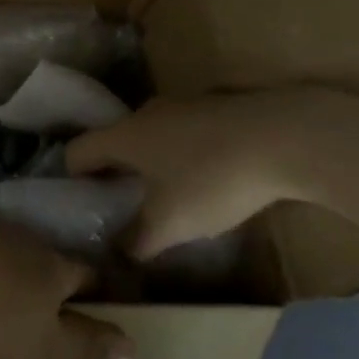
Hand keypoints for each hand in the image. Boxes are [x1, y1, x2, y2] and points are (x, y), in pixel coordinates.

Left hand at [0, 220, 137, 358]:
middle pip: (53, 262)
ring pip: (16, 256)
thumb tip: (136, 346)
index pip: (91, 275)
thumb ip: (86, 345)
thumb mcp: (39, 346)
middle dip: (60, 286)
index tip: (106, 315)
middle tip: (59, 318)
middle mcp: (24, 239)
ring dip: (21, 279)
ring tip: (15, 309)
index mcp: (53, 265)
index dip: (102, 296)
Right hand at [66, 90, 329, 258]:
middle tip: (121, 204)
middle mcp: (146, 114)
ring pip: (152, 136)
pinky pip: (185, 132)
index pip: (76, 151)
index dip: (71, 178)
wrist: (287, 137)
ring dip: (151, 163)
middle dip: (114, 171)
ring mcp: (183, 105)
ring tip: (166, 196)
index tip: (80, 203)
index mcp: (123, 136)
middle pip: (114, 141)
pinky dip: (184, 154)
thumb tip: (120, 252)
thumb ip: (139, 240)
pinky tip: (207, 179)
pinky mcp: (218, 107)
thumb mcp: (171, 223)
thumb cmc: (212, 179)